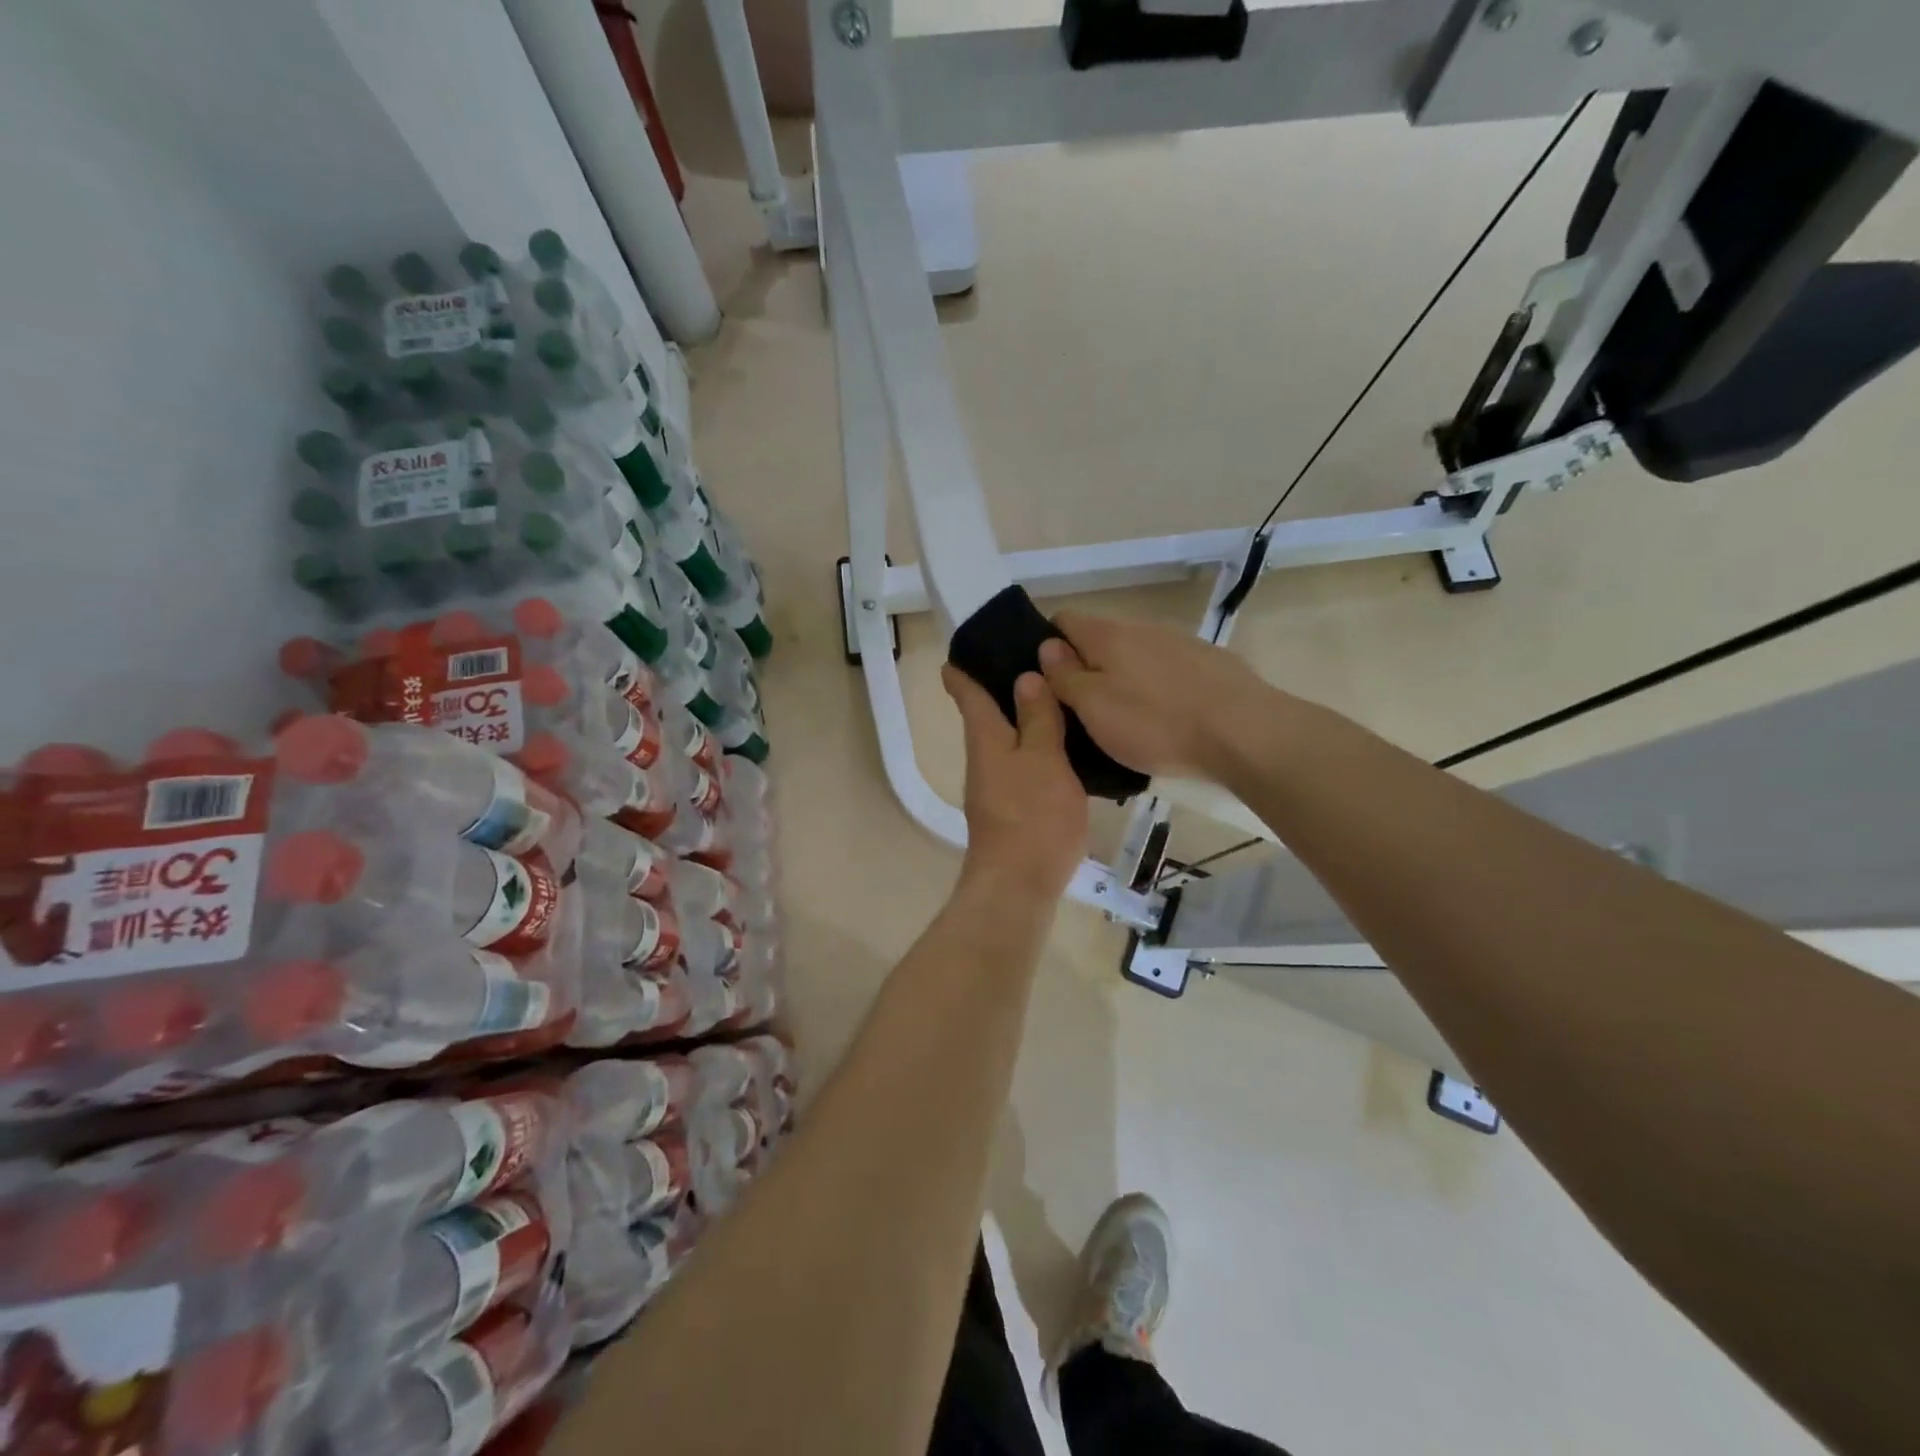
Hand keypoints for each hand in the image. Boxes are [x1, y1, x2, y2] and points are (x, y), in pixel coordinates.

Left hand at [942, 664, 1088, 901]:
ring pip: (1004, 744)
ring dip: (1020, 722)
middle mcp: (983, 760)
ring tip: (1051, 704)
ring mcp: (993, 789)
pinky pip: (1019, 768)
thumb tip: (1025, 677)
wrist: (1018, 884)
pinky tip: (1059, 753)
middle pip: (985, 719)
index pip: (969, 696)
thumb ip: (1036, 718)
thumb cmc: (1032, 814)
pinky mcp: (1009, 812)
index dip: (962, 674)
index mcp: (986, 739)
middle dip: (996, 693)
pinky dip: (1033, 752)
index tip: (955, 656)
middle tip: (1026, 667)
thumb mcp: (1043, 757)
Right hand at [1038, 611, 1271, 780]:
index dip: (1047, 645)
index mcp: (1108, 635)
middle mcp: (1143, 629)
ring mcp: (1181, 643)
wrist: (1245, 733)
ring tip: (1126, 722)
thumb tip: (1047, 647)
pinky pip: (1168, 672)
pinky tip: (1166, 721)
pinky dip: (1157, 690)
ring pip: (1136, 656)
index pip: (1063, 619)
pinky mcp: (1211, 664)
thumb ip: (1065, 676)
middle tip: (1082, 712)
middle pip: (1101, 640)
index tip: (1047, 680)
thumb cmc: (1156, 723)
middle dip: (1087, 668)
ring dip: (1124, 680)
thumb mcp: (1094, 707)